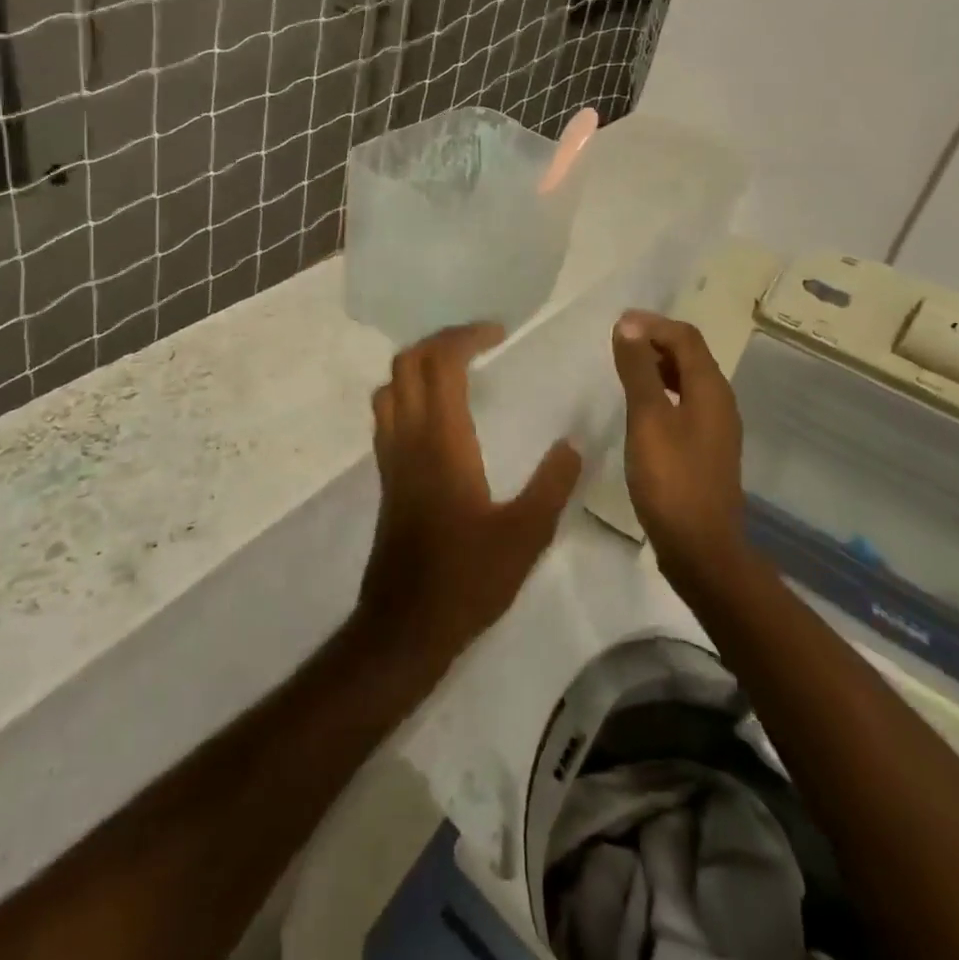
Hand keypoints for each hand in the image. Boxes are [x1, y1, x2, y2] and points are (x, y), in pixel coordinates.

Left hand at [357, 324, 582, 673]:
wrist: (405, 625)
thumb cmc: (467, 578)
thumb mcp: (526, 535)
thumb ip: (552, 484)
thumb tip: (572, 444)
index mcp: (441, 441)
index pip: (440, 363)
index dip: (466, 336)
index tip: (499, 333)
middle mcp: (408, 438)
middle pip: (407, 363)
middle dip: (440, 341)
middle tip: (479, 342)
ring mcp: (391, 457)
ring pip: (390, 386)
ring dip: (419, 364)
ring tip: (457, 368)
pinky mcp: (386, 477)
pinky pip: (388, 413)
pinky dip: (409, 392)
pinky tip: (439, 413)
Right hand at [611, 312, 745, 572]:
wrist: (701, 549)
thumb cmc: (671, 480)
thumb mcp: (648, 419)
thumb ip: (639, 370)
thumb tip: (630, 324)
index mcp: (710, 389)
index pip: (686, 337)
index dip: (653, 324)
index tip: (617, 325)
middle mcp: (719, 401)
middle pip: (690, 355)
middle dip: (655, 341)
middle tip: (617, 342)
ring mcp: (715, 427)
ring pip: (687, 380)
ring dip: (657, 366)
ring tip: (623, 368)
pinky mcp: (705, 449)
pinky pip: (684, 403)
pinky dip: (661, 391)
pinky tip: (639, 407)